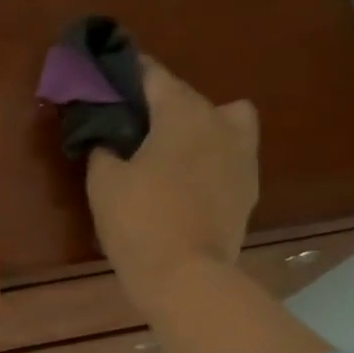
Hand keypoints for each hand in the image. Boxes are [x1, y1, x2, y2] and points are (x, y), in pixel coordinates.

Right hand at [86, 59, 259, 310]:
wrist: (187, 278)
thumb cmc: (139, 222)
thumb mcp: (103, 181)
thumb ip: (103, 146)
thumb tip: (108, 136)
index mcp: (182, 112)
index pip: (152, 74)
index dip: (127, 75)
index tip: (108, 83)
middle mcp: (220, 122)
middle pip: (188, 97)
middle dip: (161, 106)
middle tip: (132, 129)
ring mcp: (242, 156)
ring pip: (223, 122)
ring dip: (198, 128)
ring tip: (170, 154)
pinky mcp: (249, 189)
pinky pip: (230, 157)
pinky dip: (211, 160)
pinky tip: (188, 183)